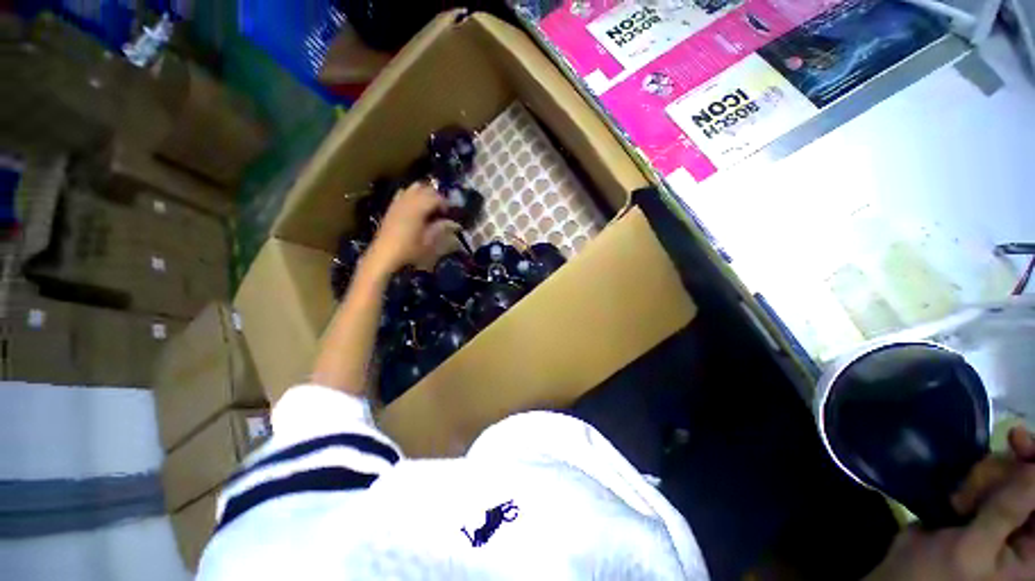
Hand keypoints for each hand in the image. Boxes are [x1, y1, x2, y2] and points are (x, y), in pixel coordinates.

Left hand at [364, 182, 458, 275]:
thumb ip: (441, 228)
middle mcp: (407, 201)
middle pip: (425, 189)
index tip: (450, 213)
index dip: (445, 203)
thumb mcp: (428, 242)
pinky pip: (402, 193)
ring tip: (430, 206)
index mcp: (418, 208)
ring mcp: (397, 203)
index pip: (436, 197)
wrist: (384, 257)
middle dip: (436, 196)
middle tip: (443, 209)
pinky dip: (412, 195)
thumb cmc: (409, 251)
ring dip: (424, 193)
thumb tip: (453, 223)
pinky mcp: (391, 208)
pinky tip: (415, 207)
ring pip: (413, 188)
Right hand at [866, 427, 1034, 580]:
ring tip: (963, 499)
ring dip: (988, 477)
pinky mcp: (987, 509)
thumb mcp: (973, 548)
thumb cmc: (940, 574)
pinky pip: (990, 481)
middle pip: (1033, 482)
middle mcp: (1029, 530)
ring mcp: (1007, 519)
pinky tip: (958, 498)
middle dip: (1012, 469)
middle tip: (989, 468)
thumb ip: (1008, 510)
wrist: (903, 577)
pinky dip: (974, 481)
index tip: (1019, 440)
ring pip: (1012, 476)